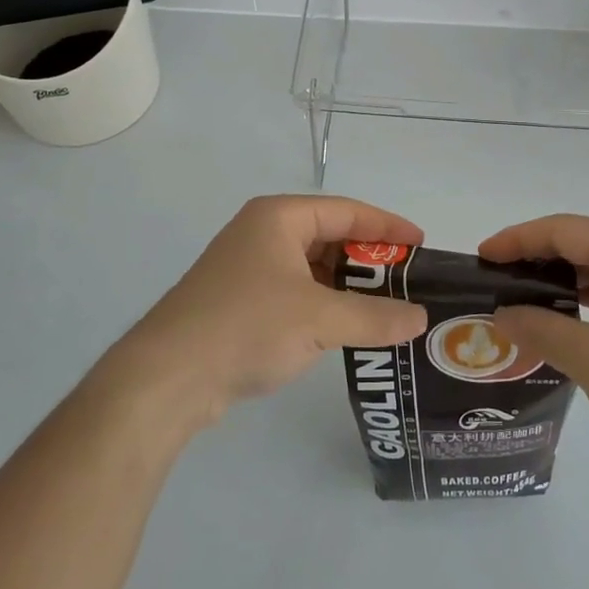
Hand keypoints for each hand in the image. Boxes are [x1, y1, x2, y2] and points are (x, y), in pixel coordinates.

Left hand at [105, 195, 428, 433]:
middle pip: (330, 237)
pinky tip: (346, 329)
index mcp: (279, 218)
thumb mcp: (319, 320)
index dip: (387, 226)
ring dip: (348, 286)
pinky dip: (324, 305)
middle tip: (408, 282)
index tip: (421, 244)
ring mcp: (248, 269)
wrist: (166, 377)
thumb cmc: (246, 327)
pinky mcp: (240, 302)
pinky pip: (296, 293)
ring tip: (386, 308)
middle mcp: (263, 234)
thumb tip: (421, 320)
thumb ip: (375, 317)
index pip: (347, 211)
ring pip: (313, 268)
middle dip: (369, 259)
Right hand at [481, 216, 588, 470]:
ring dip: (565, 280)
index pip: (560, 230)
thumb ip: (541, 329)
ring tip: (527, 304)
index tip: (481, 258)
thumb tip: (503, 313)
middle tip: (498, 285)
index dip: (516, 240)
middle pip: (582, 241)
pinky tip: (572, 321)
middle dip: (537, 259)